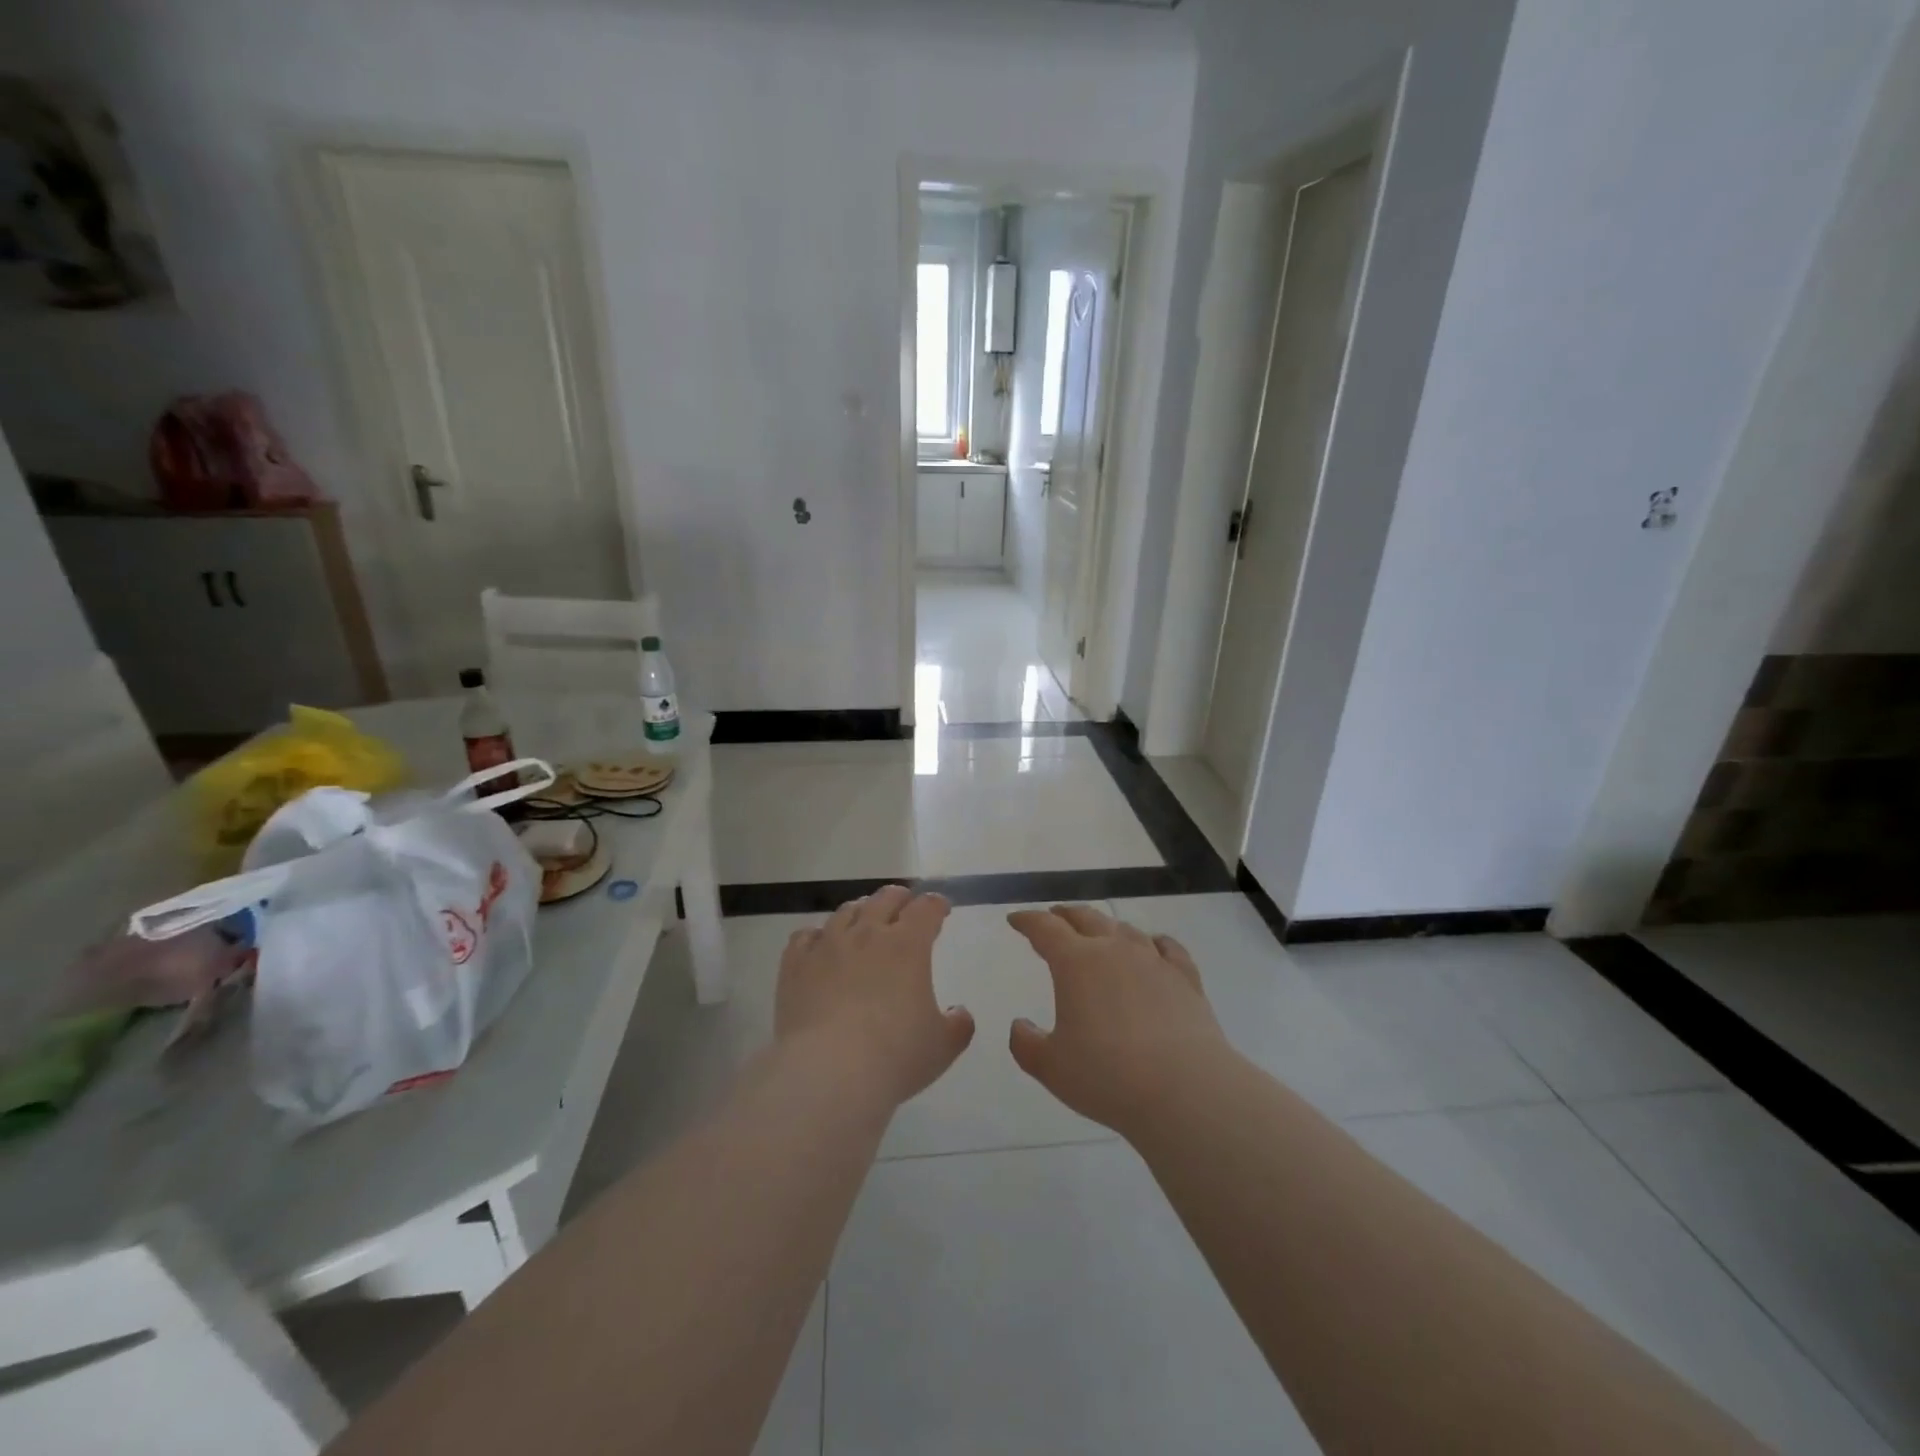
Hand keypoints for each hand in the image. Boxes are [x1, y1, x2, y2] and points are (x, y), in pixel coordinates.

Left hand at [776, 886, 974, 1105]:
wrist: (828, 1072)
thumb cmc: (894, 1056)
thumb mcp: (942, 1047)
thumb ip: (957, 1025)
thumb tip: (959, 1014)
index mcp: (907, 945)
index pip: (926, 908)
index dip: (936, 905)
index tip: (940, 910)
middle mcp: (867, 933)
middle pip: (885, 898)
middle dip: (900, 899)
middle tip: (905, 907)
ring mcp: (827, 945)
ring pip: (846, 911)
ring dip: (861, 911)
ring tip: (864, 921)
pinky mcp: (795, 964)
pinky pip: (806, 936)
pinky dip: (818, 936)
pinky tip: (821, 946)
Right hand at [1006, 904, 1228, 1136]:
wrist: (1186, 1090)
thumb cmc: (1108, 1076)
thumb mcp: (1052, 1067)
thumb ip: (1027, 1044)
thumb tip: (1019, 1025)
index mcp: (1076, 963)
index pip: (1045, 929)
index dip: (1027, 921)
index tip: (1016, 919)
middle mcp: (1114, 950)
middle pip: (1086, 918)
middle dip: (1065, 915)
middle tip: (1055, 916)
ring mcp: (1154, 961)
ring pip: (1125, 929)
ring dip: (1106, 926)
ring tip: (1100, 932)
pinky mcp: (1186, 979)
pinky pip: (1168, 948)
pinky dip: (1155, 942)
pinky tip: (1155, 946)